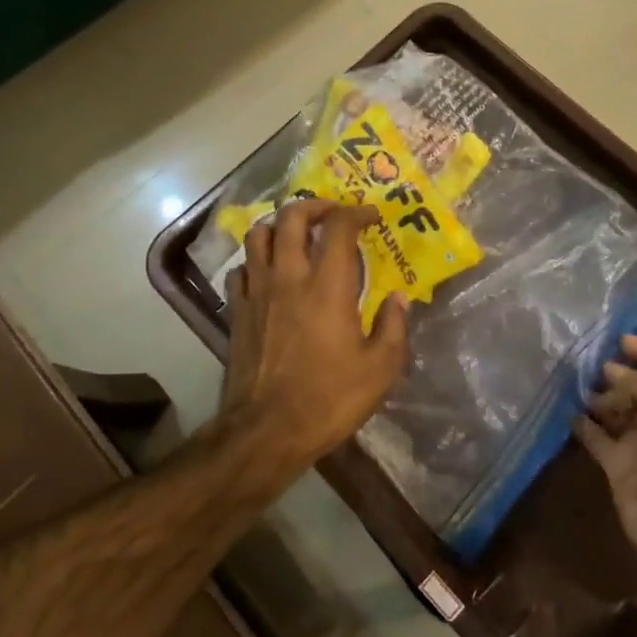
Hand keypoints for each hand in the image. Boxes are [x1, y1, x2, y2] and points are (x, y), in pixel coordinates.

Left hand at [220, 199, 410, 467]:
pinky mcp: (237, 311)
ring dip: (279, 225)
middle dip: (314, 205)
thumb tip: (399, 297)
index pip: (339, 227)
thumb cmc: (329, 399)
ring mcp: (257, 292)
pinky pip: (241, 269)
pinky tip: (268, 273)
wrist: (267, 431)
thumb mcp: (380, 369)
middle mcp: (288, 277)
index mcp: (327, 286)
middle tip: (332, 214)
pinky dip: (256, 261)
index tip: (372, 217)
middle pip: (291, 217)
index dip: (357, 213)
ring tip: (297, 234)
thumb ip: (393, 326)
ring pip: (258, 235)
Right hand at [577, 335, 636, 606]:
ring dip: (597, 395)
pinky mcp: (619, 467)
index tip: (618, 339)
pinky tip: (566, 409)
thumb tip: (612, 372)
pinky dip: (583, 424)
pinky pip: (596, 438)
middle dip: (615, 372)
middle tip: (585, 359)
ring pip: (615, 410)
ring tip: (571, 378)